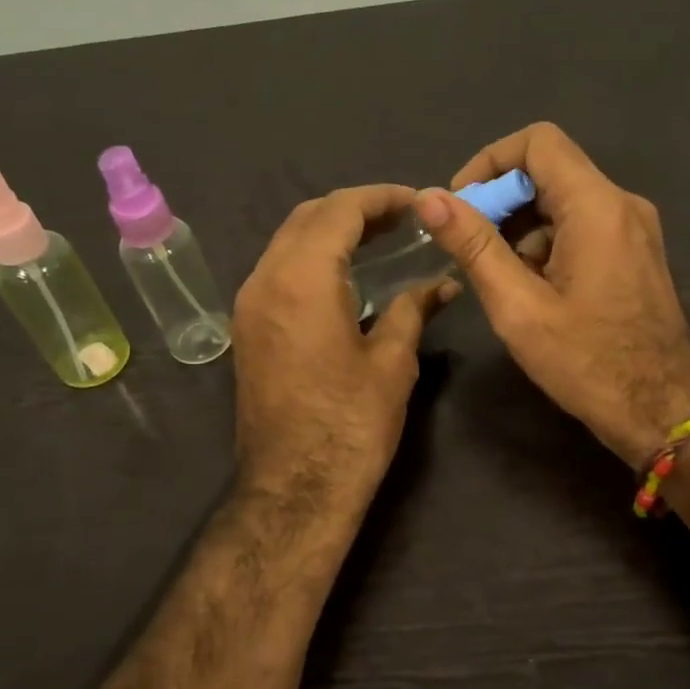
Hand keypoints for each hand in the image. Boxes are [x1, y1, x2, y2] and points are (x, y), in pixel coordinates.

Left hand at [232, 185, 449, 506]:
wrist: (294, 489)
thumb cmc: (351, 426)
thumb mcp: (392, 363)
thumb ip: (412, 309)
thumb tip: (442, 284)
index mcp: (301, 280)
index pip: (339, 210)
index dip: (381, 198)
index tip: (418, 202)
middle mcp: (265, 280)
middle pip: (308, 217)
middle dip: (355, 208)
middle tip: (403, 218)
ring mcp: (249, 305)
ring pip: (288, 241)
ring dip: (331, 230)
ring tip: (380, 239)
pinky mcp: (247, 329)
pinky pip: (279, 270)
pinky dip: (312, 257)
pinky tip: (346, 274)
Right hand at [414, 122, 689, 467]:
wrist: (663, 410)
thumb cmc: (587, 362)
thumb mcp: (518, 306)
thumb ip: (474, 246)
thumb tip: (429, 198)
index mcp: (596, 206)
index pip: (537, 142)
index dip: (490, 163)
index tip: (462, 206)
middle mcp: (622, 203)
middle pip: (549, 170)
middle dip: (501, 201)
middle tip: (472, 249)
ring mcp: (634, 228)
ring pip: (564, 200)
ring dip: (522, 226)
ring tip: (499, 278)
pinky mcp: (635, 251)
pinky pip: (582, 225)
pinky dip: (547, 243)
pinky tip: (532, 288)